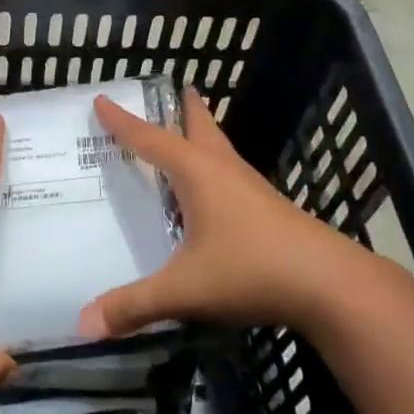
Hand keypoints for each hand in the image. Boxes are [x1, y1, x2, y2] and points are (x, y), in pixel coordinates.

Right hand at [77, 91, 379, 339]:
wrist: (329, 283)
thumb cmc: (251, 270)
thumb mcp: (185, 289)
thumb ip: (134, 305)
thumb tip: (83, 324)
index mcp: (198, 173)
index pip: (150, 139)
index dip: (123, 122)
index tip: (102, 99)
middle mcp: (224, 171)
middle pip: (200, 128)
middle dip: (185, 109)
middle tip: (175, 89)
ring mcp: (251, 188)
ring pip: (220, 150)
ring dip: (203, 136)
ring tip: (189, 133)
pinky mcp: (269, 209)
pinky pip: (231, 175)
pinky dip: (214, 168)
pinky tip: (213, 192)